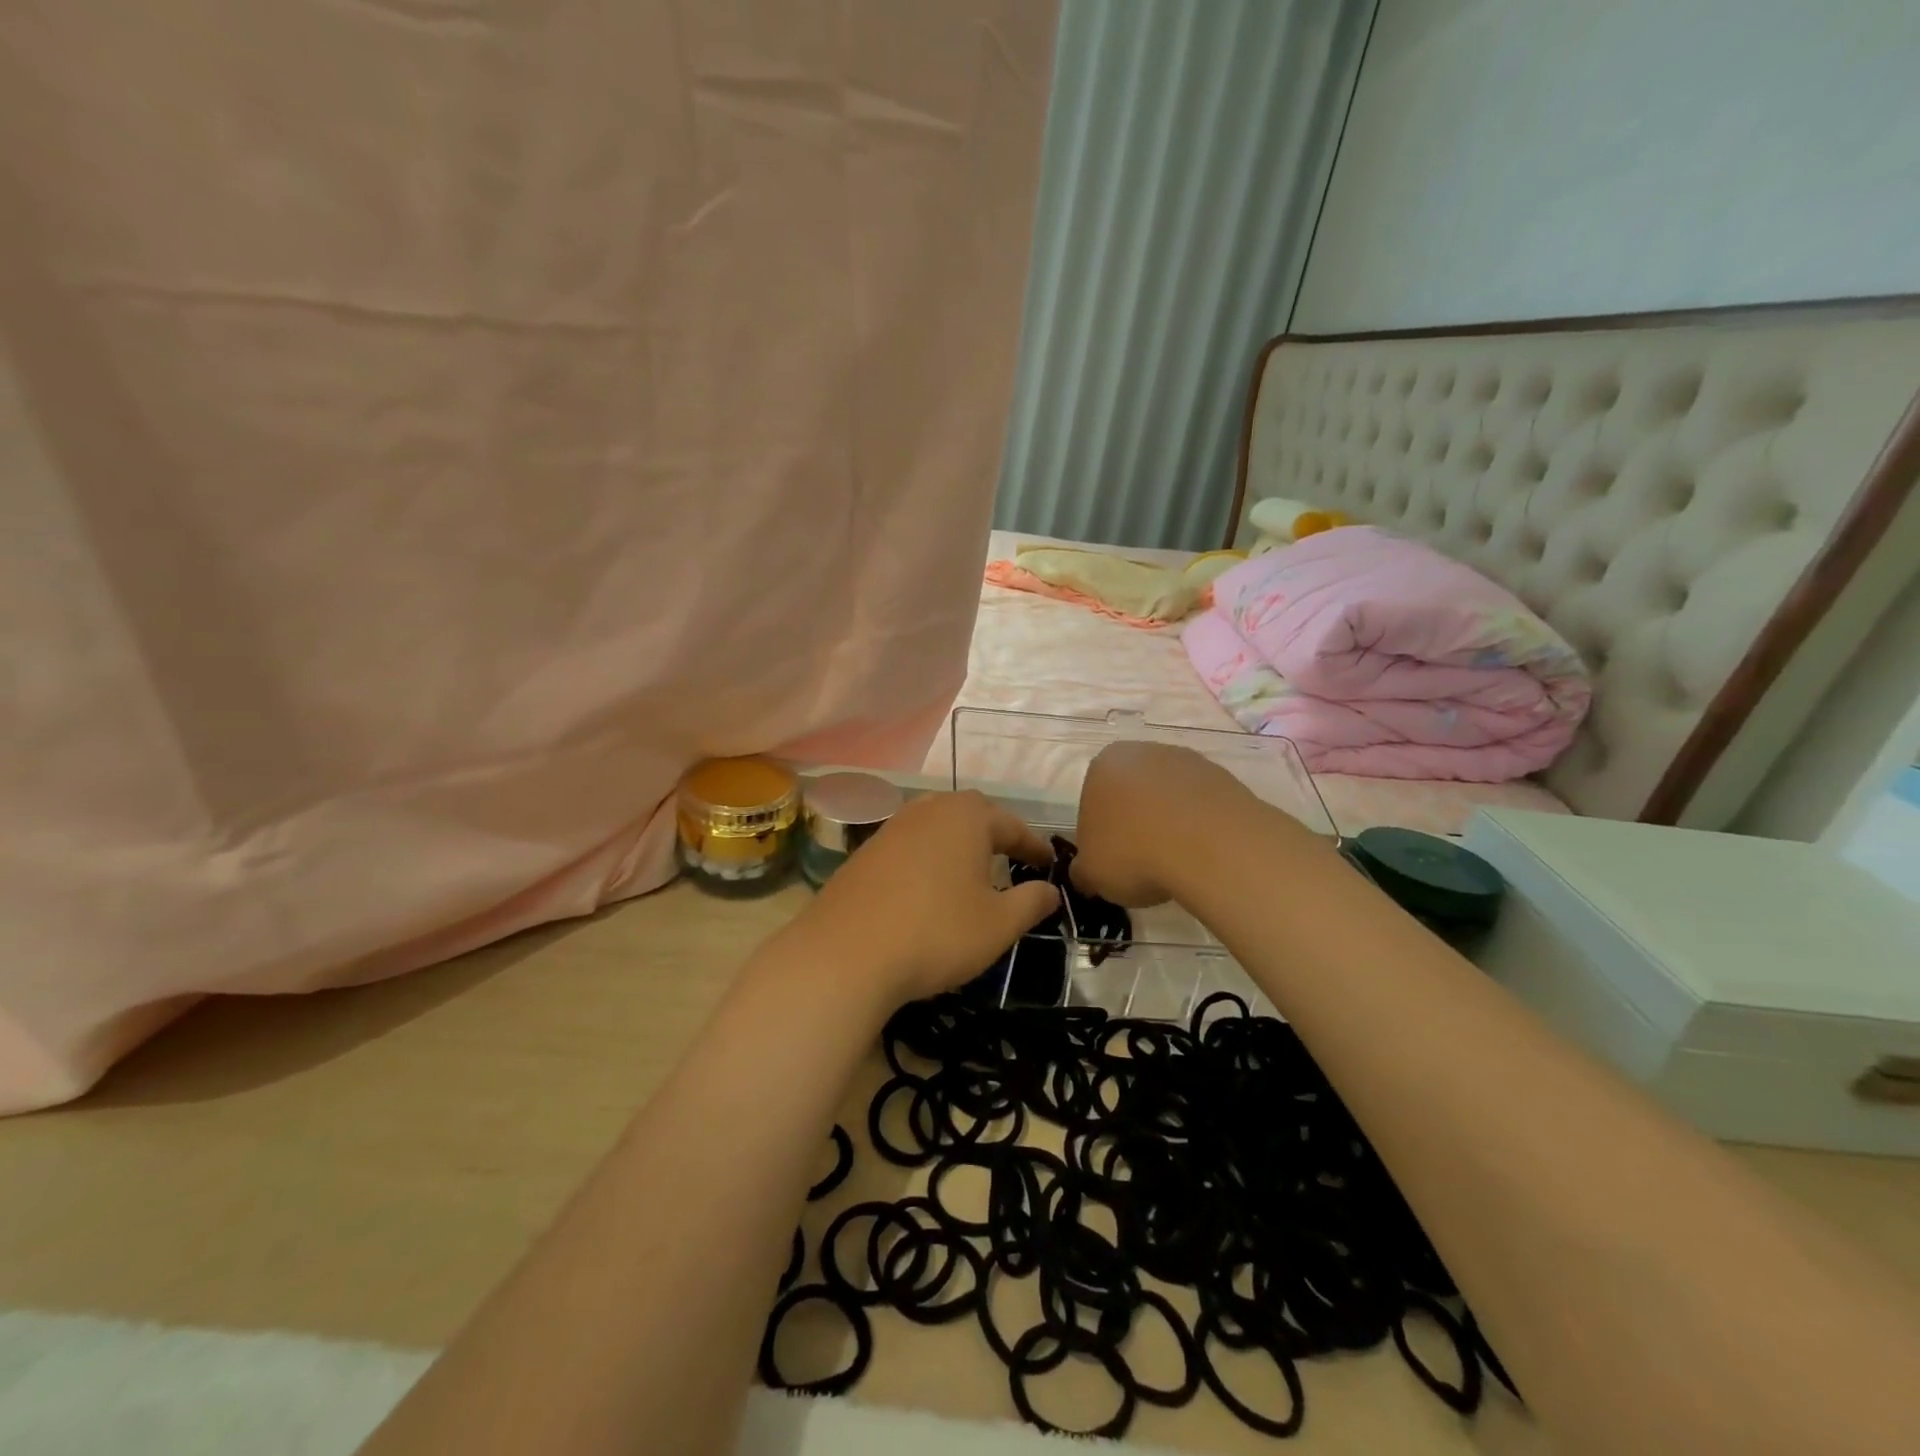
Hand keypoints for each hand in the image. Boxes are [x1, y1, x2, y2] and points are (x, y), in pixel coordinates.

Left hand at [794, 790, 1059, 1004]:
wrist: (846, 954)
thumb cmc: (936, 933)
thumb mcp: (998, 925)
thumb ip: (1031, 902)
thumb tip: (1051, 890)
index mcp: (966, 817)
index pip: (1012, 825)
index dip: (1033, 846)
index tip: (1049, 865)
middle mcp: (928, 809)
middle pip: (971, 815)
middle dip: (995, 836)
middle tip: (1012, 860)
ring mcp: (891, 828)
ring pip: (937, 827)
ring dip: (959, 845)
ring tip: (972, 872)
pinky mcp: (865, 851)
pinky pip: (910, 846)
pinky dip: (929, 859)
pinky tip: (929, 887)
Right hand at [1071, 742, 1249, 906]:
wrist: (1211, 847)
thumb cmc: (1134, 853)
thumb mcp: (1091, 874)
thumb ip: (1083, 871)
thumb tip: (1086, 875)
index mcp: (1103, 765)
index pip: (1092, 802)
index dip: (1101, 836)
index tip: (1112, 862)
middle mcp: (1143, 752)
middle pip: (1133, 794)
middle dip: (1136, 824)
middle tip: (1142, 864)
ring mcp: (1188, 761)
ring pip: (1170, 798)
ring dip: (1170, 824)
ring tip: (1177, 863)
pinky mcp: (1225, 777)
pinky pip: (1203, 806)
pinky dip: (1200, 828)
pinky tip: (1204, 855)